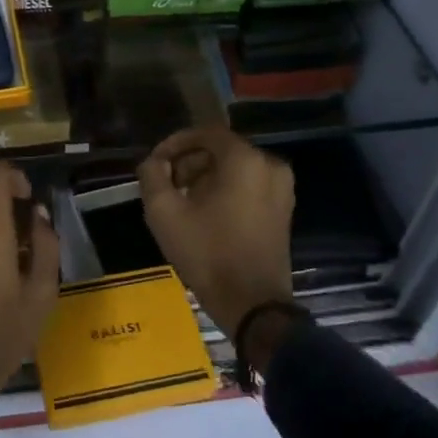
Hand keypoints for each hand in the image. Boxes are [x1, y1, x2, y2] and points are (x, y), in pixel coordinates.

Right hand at [138, 129, 296, 347]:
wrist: (253, 304)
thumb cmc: (208, 253)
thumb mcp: (165, 213)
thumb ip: (152, 176)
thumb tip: (154, 162)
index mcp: (245, 160)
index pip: (206, 133)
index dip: (176, 143)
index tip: (156, 162)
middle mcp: (270, 165)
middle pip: (222, 150)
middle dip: (190, 162)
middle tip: (167, 184)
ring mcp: (282, 188)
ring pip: (236, 168)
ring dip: (206, 177)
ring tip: (183, 201)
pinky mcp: (284, 209)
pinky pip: (250, 185)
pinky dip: (226, 190)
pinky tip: (206, 213)